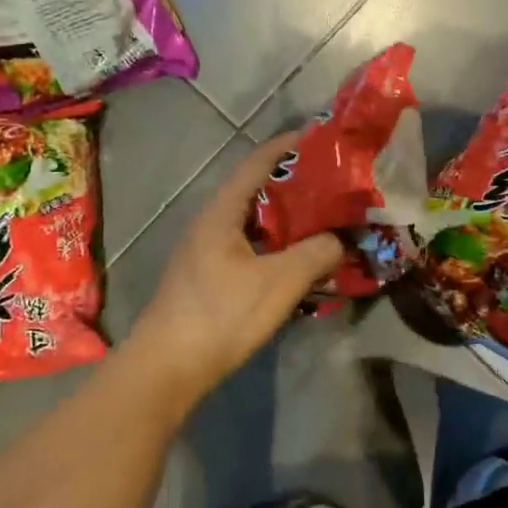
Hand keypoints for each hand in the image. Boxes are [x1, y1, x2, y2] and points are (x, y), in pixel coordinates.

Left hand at [130, 133, 344, 403]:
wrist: (166, 369)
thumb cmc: (221, 315)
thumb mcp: (279, 282)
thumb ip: (316, 253)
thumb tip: (341, 240)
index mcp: (222, 211)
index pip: (259, 162)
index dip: (290, 146)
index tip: (324, 139)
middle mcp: (212, 222)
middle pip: (259, 190)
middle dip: (298, 185)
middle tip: (337, 185)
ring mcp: (207, 250)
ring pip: (256, 222)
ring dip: (290, 219)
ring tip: (327, 220)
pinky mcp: (210, 276)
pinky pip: (252, 247)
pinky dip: (279, 246)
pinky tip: (301, 261)